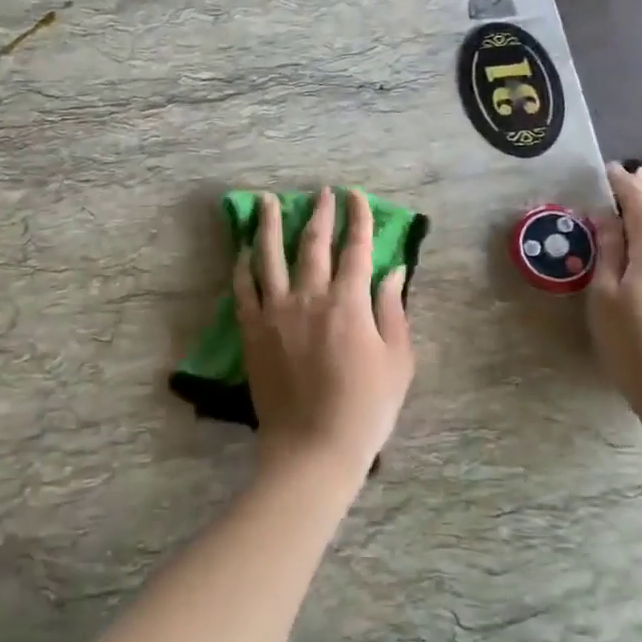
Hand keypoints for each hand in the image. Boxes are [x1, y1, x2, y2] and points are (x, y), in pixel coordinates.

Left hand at [235, 187, 414, 481]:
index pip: (355, 247)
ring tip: (266, 201)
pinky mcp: (252, 332)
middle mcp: (309, 297)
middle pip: (312, 243)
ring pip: (269, 256)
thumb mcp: (398, 360)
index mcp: (349, 302)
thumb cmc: (366, 408)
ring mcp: (275, 313)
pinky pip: (243, 289)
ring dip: (268, 224)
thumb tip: (393, 271)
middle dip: (318, 212)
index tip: (355, 197)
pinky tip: (243, 251)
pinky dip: (243, 266)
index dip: (357, 218)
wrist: (314, 448)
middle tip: (321, 192)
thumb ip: (392, 309)